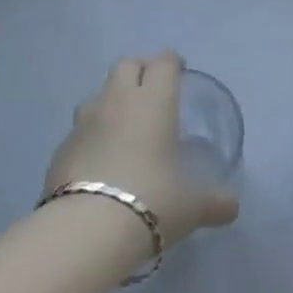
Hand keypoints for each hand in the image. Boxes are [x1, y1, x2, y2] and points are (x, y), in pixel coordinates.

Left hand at [43, 52, 238, 249]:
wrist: (87, 229)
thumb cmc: (153, 200)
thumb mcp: (193, 206)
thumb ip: (214, 202)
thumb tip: (232, 207)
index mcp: (154, 102)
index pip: (163, 63)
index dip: (172, 63)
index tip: (179, 72)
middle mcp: (118, 102)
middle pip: (126, 65)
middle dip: (140, 71)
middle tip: (153, 92)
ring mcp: (84, 123)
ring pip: (98, 94)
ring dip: (112, 100)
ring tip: (124, 125)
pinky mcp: (61, 149)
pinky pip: (80, 130)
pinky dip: (92, 135)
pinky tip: (100, 160)